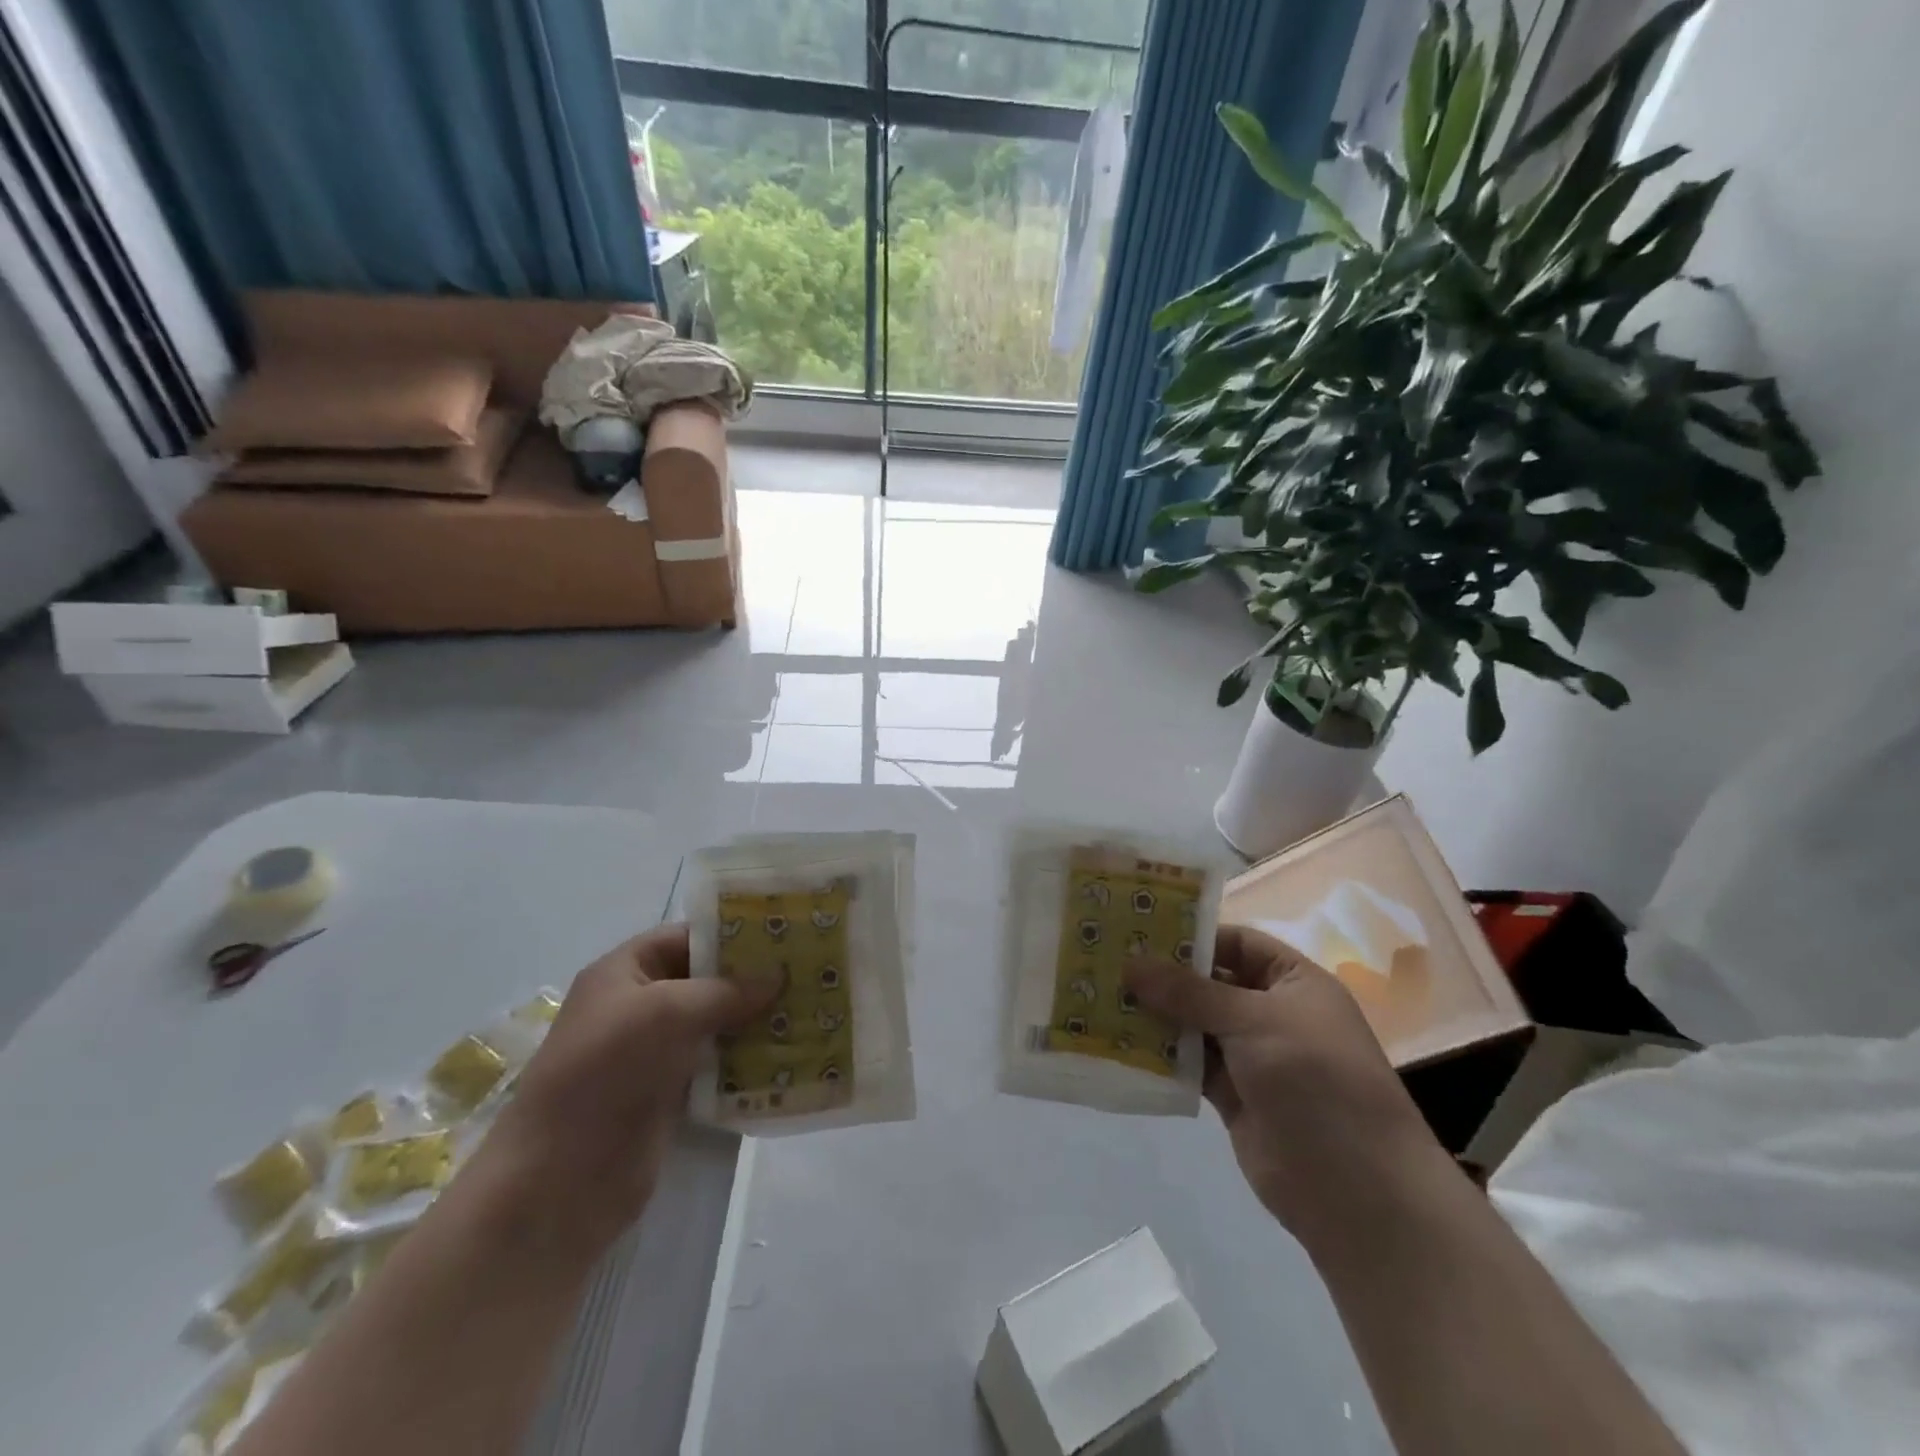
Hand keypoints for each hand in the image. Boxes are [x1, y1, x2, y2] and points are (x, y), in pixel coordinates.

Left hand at [474, 923, 778, 1250]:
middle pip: (705, 980)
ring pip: (715, 1023)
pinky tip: (787, 1055)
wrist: (559, 1181)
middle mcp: (638, 1006)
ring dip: (755, 1020)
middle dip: (753, 978)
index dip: (731, 934)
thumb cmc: (605, 1073)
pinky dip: (746, 1060)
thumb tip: (778, 977)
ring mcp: (653, 1053)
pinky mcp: (668, 1094)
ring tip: (809, 1010)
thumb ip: (725, 990)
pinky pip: (716, 1065)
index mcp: (624, 972)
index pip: (686, 937)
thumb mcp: (666, 1013)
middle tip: (808, 973)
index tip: (783, 935)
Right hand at [1127, 925, 1446, 1238]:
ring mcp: (1251, 1056)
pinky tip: (1119, 1042)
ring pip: (1194, 1024)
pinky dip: (1161, 1054)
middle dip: (1164, 975)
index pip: (1238, 943)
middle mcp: (1272, 1012)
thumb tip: (1130, 963)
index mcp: (1294, 983)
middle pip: (1210, 983)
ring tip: (1103, 997)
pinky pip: (1189, 1063)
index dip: (1194, 935)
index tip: (1140, 931)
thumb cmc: (1316, 1080)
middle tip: (1108, 961)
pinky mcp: (1232, 1095)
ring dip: (1156, 1014)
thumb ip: (1189, 992)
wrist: (1356, 1191)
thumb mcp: (1254, 1021)